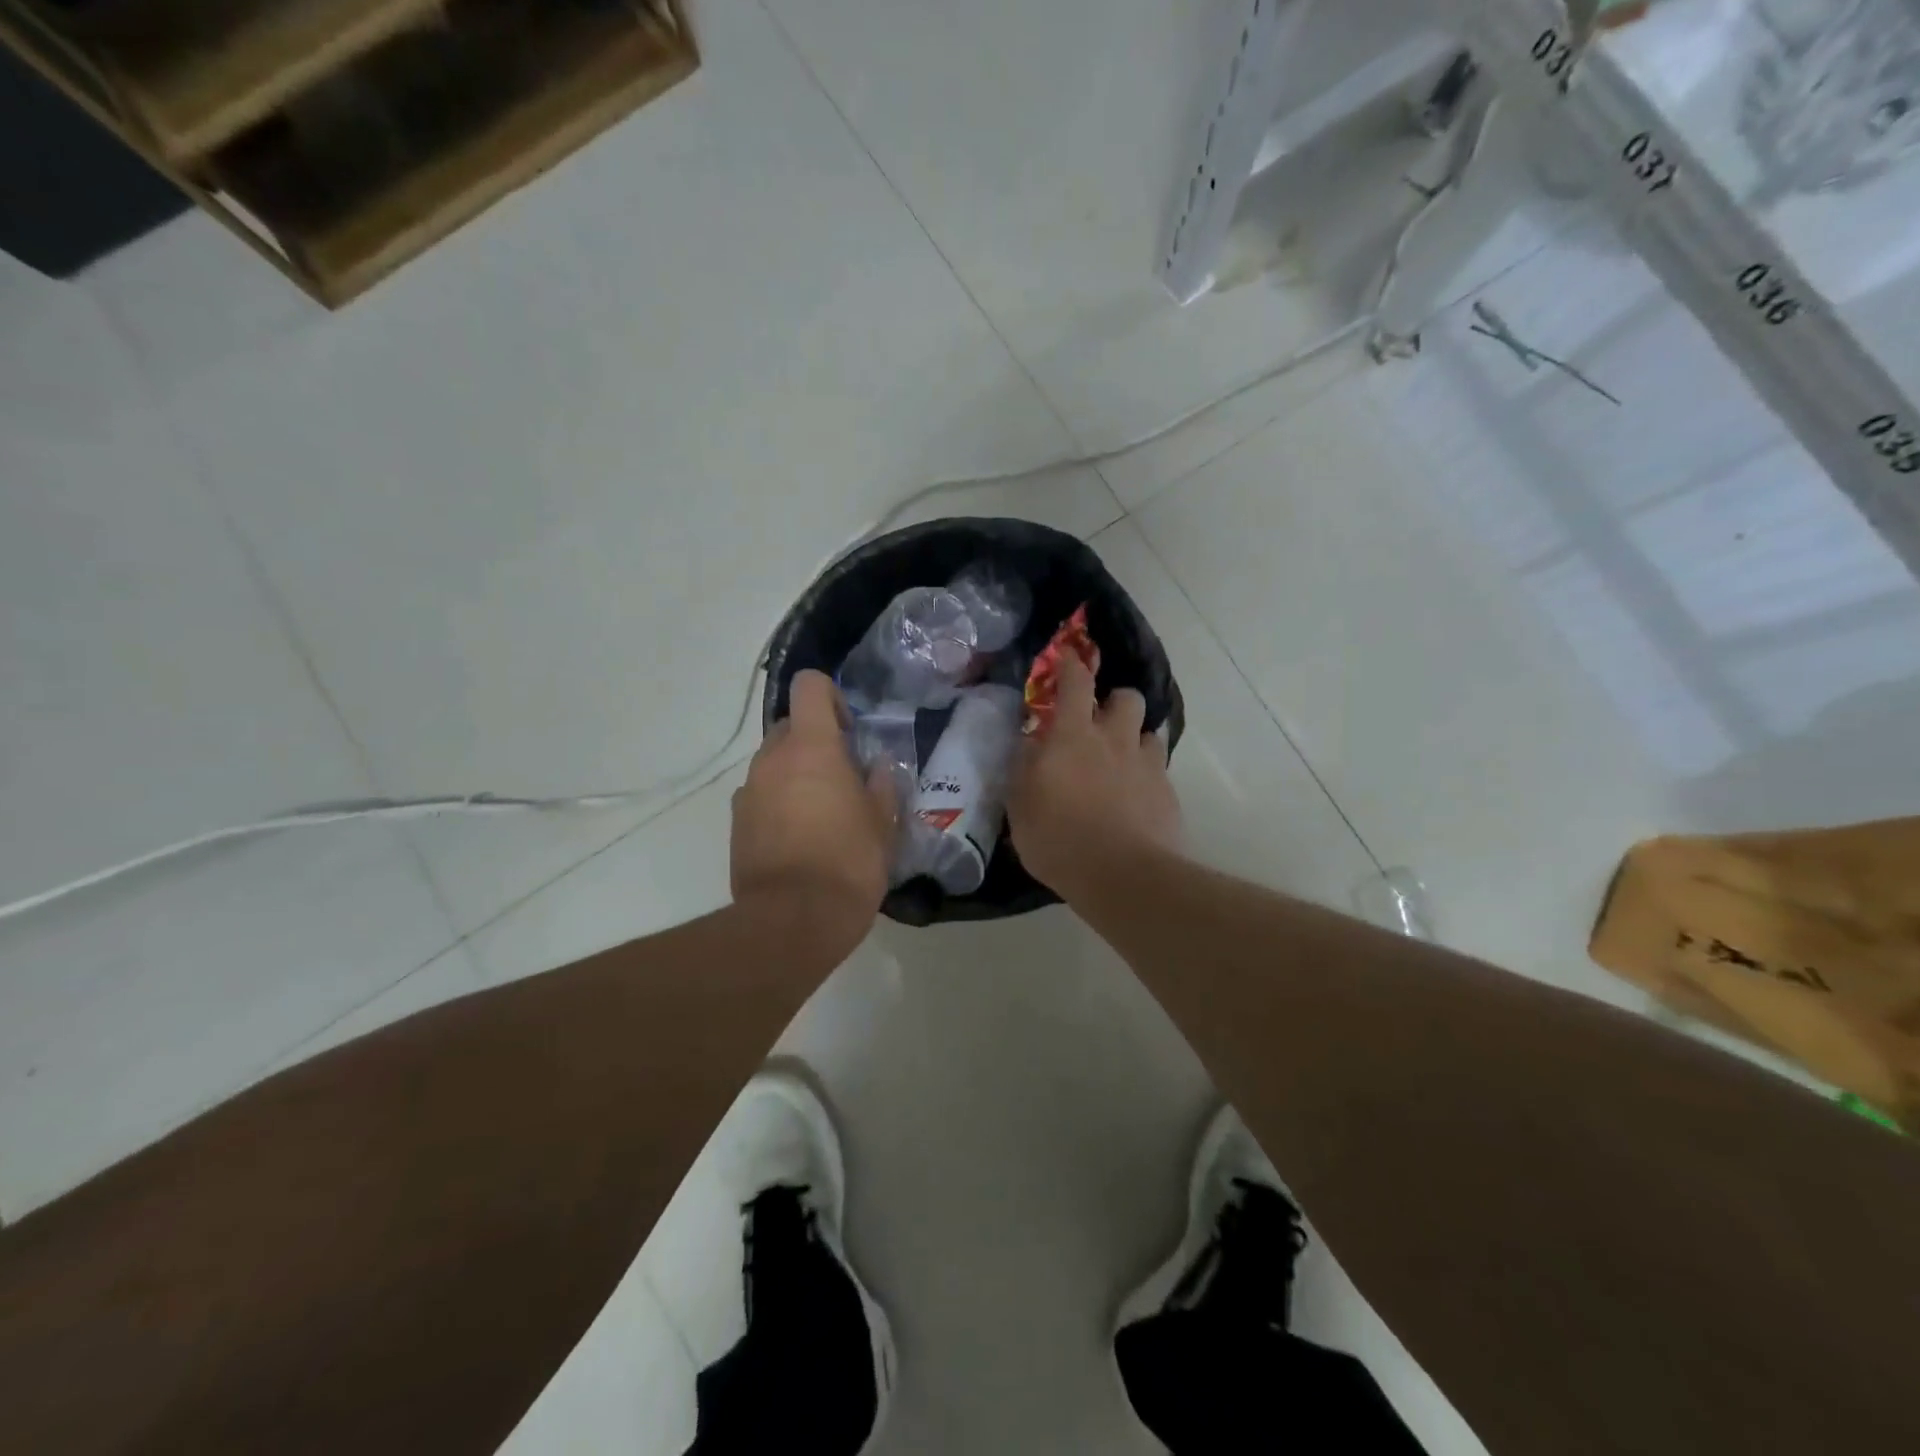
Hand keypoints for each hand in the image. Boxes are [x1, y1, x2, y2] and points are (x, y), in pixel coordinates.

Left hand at [732, 670, 895, 956]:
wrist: (792, 921)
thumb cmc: (848, 862)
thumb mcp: (882, 823)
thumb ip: (881, 785)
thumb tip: (878, 767)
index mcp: (812, 747)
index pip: (809, 686)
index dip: (831, 697)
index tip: (849, 732)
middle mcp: (772, 759)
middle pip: (790, 726)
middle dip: (815, 742)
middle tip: (842, 778)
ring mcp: (748, 791)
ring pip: (774, 763)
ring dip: (796, 774)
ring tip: (821, 814)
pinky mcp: (736, 823)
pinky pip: (761, 795)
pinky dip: (778, 802)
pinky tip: (799, 838)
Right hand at [1008, 656, 1180, 901]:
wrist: (1123, 876)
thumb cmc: (1059, 840)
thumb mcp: (1021, 806)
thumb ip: (1024, 769)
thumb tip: (1029, 745)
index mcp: (1074, 736)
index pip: (1075, 683)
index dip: (1071, 665)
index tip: (1068, 658)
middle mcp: (1115, 740)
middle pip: (1126, 698)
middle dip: (1114, 702)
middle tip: (1100, 724)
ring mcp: (1147, 765)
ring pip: (1148, 732)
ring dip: (1133, 739)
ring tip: (1121, 763)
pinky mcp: (1168, 793)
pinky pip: (1158, 770)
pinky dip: (1146, 776)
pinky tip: (1136, 799)